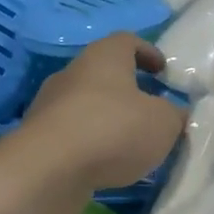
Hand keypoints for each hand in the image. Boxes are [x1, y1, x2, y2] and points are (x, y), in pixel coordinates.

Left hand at [19, 35, 187, 191]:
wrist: (46, 172)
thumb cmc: (113, 130)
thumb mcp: (163, 123)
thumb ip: (174, 114)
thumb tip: (175, 113)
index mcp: (104, 57)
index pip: (127, 41)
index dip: (148, 53)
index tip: (163, 71)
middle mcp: (73, 73)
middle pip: (104, 73)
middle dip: (128, 90)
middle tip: (151, 109)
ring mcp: (50, 105)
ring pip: (87, 105)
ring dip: (109, 119)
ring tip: (132, 143)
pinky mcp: (38, 139)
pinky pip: (73, 134)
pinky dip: (91, 144)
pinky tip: (107, 164)